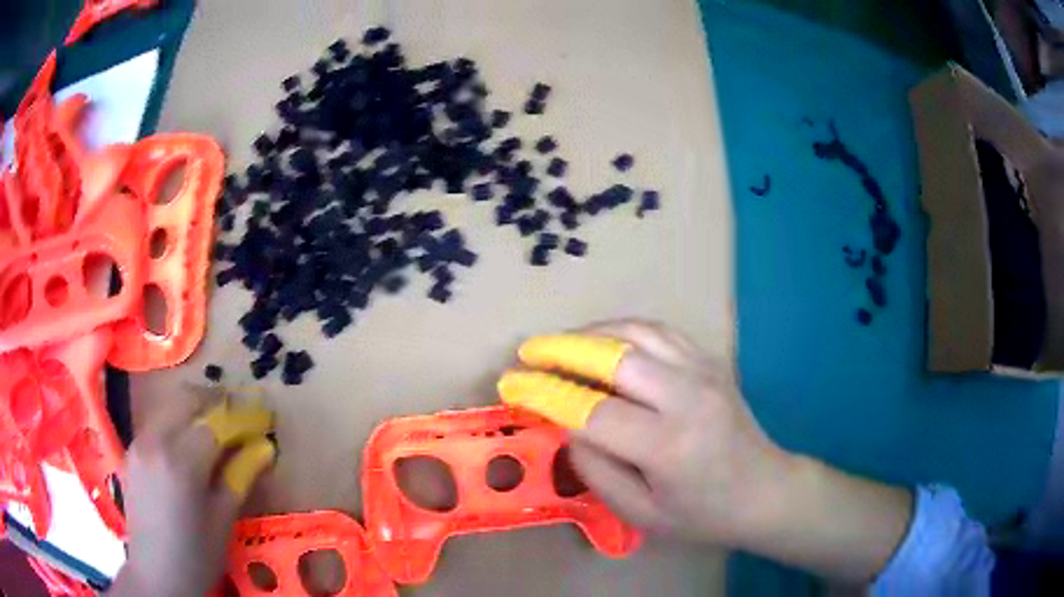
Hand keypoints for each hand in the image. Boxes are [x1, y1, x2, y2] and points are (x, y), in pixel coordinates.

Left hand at [107, 391, 275, 596]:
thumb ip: (240, 476)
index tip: (263, 419)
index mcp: (182, 461)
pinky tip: (187, 445)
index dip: (243, 418)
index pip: (217, 423)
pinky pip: (156, 422)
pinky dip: (176, 422)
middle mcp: (156, 440)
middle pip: (188, 399)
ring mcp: (139, 442)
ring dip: (195, 409)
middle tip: (238, 417)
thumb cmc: (196, 554)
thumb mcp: (223, 520)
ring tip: (215, 429)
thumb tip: (264, 446)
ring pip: (170, 406)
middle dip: (216, 401)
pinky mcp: (131, 450)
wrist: (156, 572)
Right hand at [501, 320, 786, 544]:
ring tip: (557, 344)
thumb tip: (564, 423)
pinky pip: (659, 331)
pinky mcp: (710, 361)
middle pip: (613, 356)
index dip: (543, 394)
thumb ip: (596, 469)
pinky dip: (622, 330)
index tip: (510, 384)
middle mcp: (686, 397)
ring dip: (589, 333)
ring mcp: (703, 371)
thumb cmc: (702, 514)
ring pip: (636, 333)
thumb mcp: (640, 512)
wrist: (764, 490)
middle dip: (560, 349)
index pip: (591, 409)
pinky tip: (603, 340)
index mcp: (667, 445)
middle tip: (526, 351)